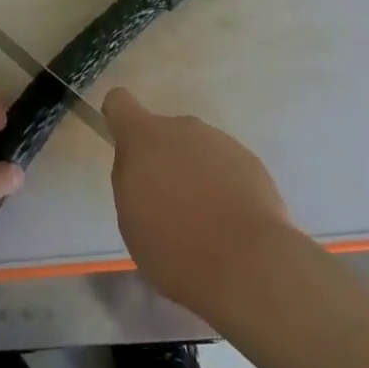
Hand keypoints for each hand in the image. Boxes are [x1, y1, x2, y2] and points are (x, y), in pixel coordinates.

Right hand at [104, 86, 293, 312]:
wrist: (247, 265)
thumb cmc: (175, 247)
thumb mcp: (130, 219)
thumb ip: (129, 179)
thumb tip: (140, 165)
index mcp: (145, 137)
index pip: (120, 102)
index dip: (118, 118)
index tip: (125, 147)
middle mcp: (182, 128)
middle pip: (163, 132)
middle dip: (162, 159)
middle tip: (169, 205)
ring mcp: (220, 141)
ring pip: (196, 149)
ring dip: (194, 173)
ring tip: (204, 220)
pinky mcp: (250, 160)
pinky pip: (225, 165)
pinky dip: (222, 185)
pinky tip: (229, 221)